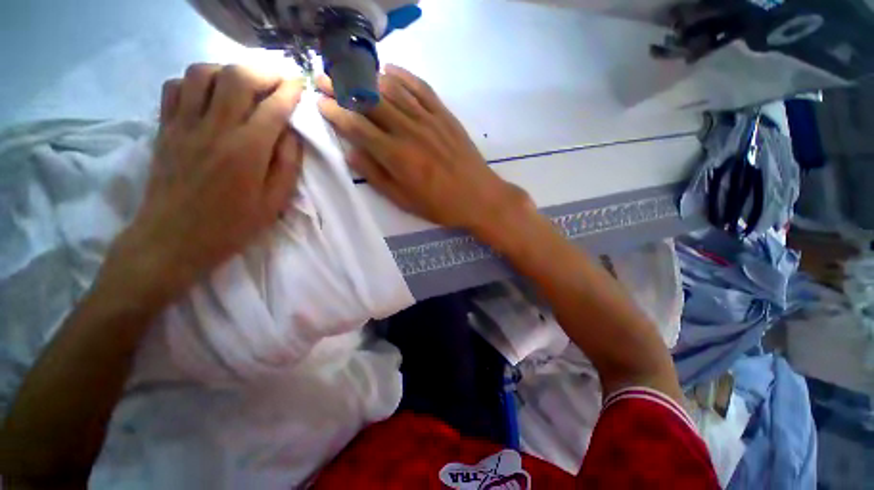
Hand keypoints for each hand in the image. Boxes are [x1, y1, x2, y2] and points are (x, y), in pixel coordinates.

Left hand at [100, 64, 304, 307]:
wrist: (172, 240)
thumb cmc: (231, 226)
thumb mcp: (274, 203)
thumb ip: (287, 165)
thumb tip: (291, 134)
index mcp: (247, 151)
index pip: (273, 107)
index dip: (290, 91)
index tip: (300, 84)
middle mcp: (214, 129)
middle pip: (236, 76)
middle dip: (263, 70)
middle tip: (278, 78)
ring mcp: (184, 125)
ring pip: (202, 73)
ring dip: (228, 71)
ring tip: (244, 85)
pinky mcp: (164, 129)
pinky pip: (175, 87)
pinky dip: (195, 82)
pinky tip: (208, 95)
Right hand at [316, 65, 531, 233]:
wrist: (479, 197)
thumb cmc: (440, 205)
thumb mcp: (404, 201)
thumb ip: (376, 176)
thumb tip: (351, 153)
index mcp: (396, 156)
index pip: (357, 127)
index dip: (336, 112)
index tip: (320, 102)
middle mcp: (408, 131)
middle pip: (371, 102)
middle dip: (343, 87)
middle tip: (326, 78)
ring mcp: (429, 120)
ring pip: (393, 90)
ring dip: (369, 79)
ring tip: (351, 74)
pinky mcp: (445, 115)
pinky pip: (421, 88)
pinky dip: (404, 76)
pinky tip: (390, 71)